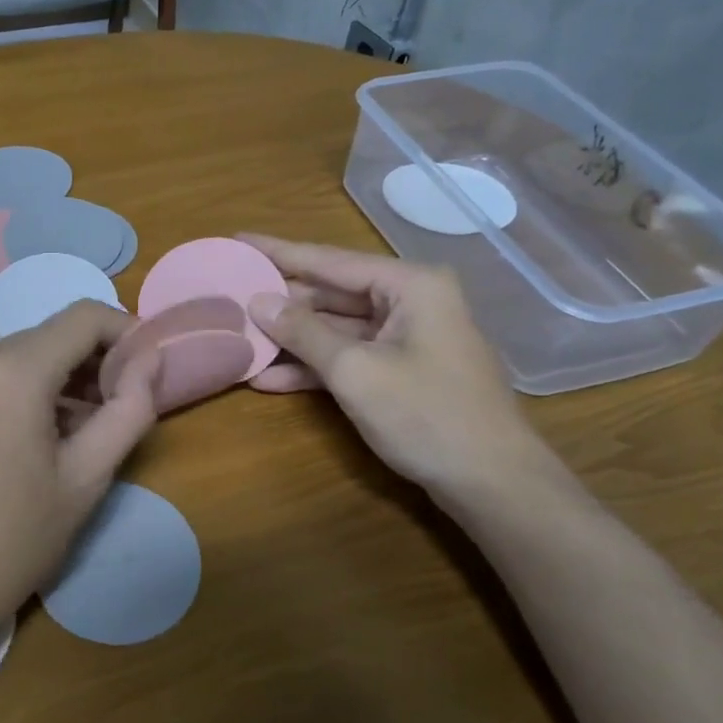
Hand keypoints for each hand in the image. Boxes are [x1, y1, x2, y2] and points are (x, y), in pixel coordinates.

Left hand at [0, 301, 158, 677]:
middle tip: (123, 414)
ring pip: (25, 359)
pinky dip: (30, 394)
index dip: (128, 334)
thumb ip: (129, 409)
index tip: (150, 373)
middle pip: (54, 337)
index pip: (86, 317)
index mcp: (11, 368)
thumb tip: (152, 359)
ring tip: (87, 437)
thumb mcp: (85, 479)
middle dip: (97, 364)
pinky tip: (43, 443)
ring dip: (64, 383)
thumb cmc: (10, 543)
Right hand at [239, 235, 549, 502]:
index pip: (329, 260)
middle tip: (229, 297)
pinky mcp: (401, 371)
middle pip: (331, 294)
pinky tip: (269, 379)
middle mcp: (409, 301)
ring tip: (239, 338)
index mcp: (409, 284)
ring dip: (291, 340)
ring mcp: (407, 338)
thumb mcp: (355, 370)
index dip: (279, 252)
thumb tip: (257, 301)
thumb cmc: (426, 414)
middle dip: (282, 303)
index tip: (238, 239)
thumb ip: (303, 332)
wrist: (492, 482)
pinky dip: (314, 368)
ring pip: (337, 329)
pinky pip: (349, 357)